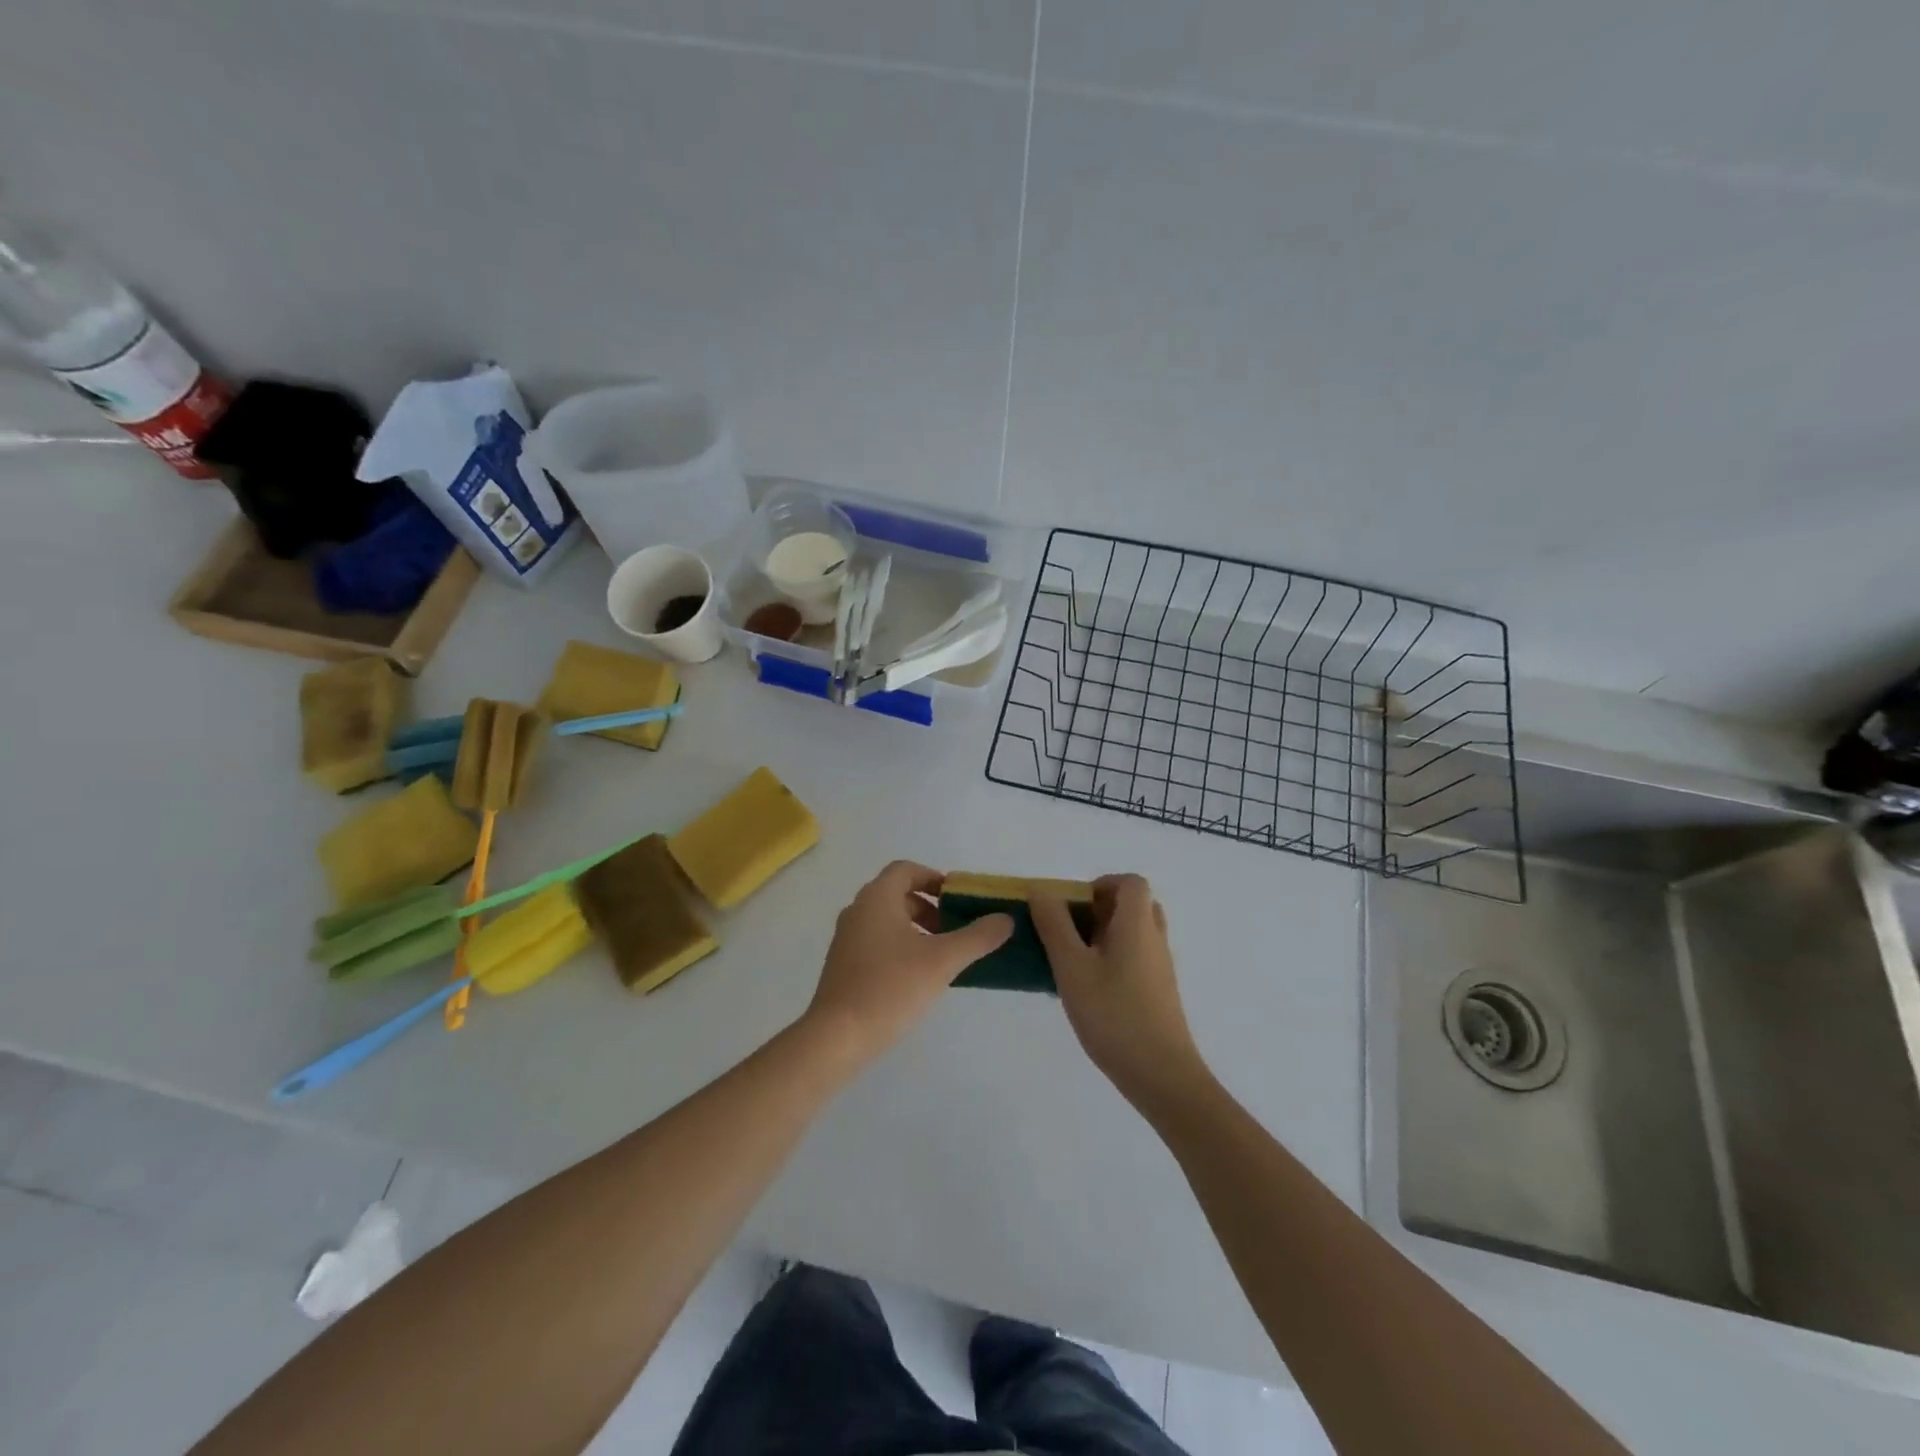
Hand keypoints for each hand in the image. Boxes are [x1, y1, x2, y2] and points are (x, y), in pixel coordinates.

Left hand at [804, 861, 1012, 1063]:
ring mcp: (847, 939)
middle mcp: (858, 910)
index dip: (935, 878)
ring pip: (888, 920)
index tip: (959, 900)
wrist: (837, 1037)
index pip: (906, 869)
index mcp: (877, 898)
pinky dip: (901, 947)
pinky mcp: (843, 965)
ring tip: (942, 956)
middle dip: (930, 907)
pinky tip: (918, 978)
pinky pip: (877, 942)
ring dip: (917, 929)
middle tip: (956, 930)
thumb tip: (1006, 919)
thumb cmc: (890, 988)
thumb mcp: (942, 960)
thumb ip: (977, 937)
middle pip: (898, 894)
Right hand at [1031, 874, 1210, 1111]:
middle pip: (1134, 905)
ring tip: (1074, 961)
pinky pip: (1136, 958)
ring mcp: (1160, 967)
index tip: (1074, 907)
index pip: (1131, 883)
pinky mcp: (1159, 992)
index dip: (1102, 884)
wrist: (1161, 1075)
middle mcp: (1154, 938)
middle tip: (1071, 931)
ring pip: (1134, 933)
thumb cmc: (1113, 1014)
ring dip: (1105, 936)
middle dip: (1100, 910)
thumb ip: (1054, 925)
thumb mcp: (1072, 967)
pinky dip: (1114, 960)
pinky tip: (1089, 990)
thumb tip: (1041, 890)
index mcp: (1138, 924)